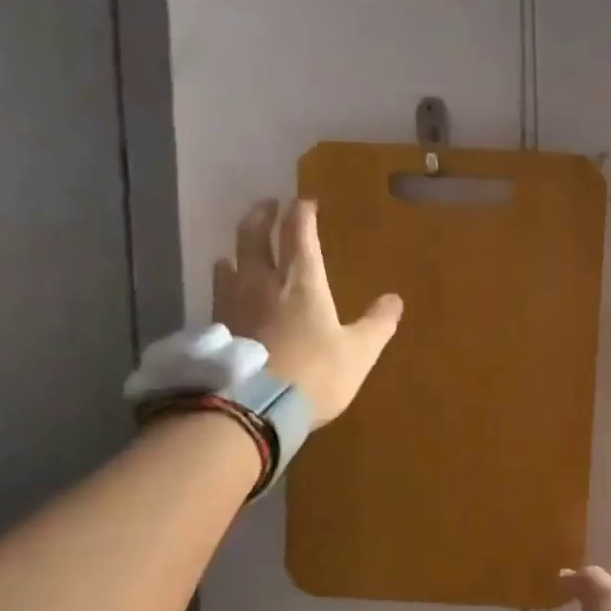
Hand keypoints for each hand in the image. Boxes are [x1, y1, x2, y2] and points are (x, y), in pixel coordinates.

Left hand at [214, 199, 402, 425]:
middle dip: (262, 215)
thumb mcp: (358, 353)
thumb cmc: (314, 375)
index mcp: (302, 281)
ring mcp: (233, 303)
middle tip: (267, 205)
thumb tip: (395, 300)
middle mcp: (263, 282)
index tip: (305, 202)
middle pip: (254, 235)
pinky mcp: (216, 327)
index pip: (299, 232)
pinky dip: (224, 282)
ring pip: (230, 261)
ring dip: (237, 249)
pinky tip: (226, 291)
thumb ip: (377, 324)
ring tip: (241, 249)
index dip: (302, 212)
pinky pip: (217, 292)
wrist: (253, 409)